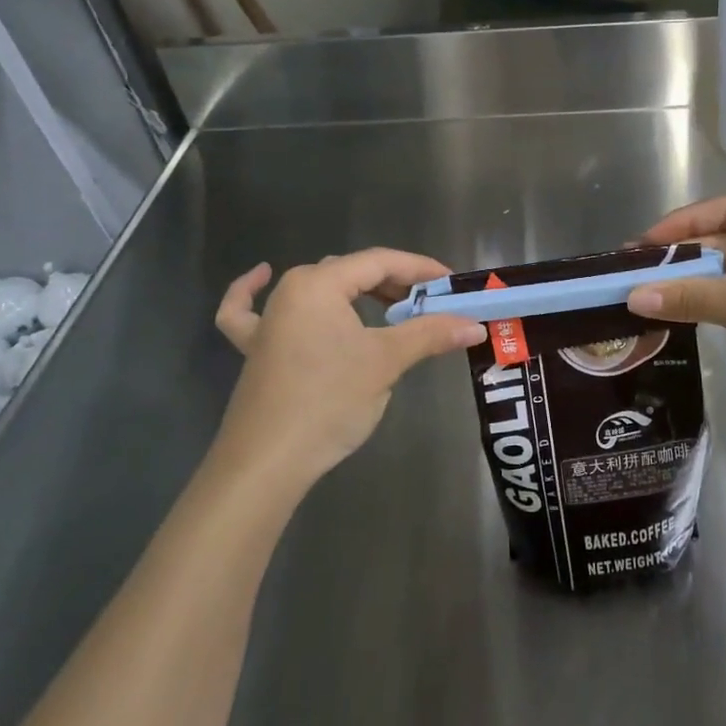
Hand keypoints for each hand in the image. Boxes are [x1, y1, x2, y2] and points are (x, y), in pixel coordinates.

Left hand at [213, 250, 484, 487]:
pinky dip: (254, 292)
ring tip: (389, 304)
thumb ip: (430, 334)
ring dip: (354, 293)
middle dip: (394, 284)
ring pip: (318, 290)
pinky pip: (251, 311)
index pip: (380, 262)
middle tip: (431, 304)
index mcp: (319, 283)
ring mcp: (268, 320)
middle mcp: (290, 291)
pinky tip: (261, 276)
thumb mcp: (386, 362)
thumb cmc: (329, 401)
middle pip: (351, 272)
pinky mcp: (255, 349)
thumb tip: (474, 325)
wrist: (266, 463)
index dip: (420, 269)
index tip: (451, 284)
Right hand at [627, 197, 725, 443]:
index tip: (646, 241)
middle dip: (679, 254)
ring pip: (719, 271)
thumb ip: (691, 296)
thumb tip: (632, 296)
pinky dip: (696, 300)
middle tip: (632, 269)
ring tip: (640, 288)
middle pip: (721, 241)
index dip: (684, 222)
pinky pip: (723, 297)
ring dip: (684, 279)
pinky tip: (667, 308)